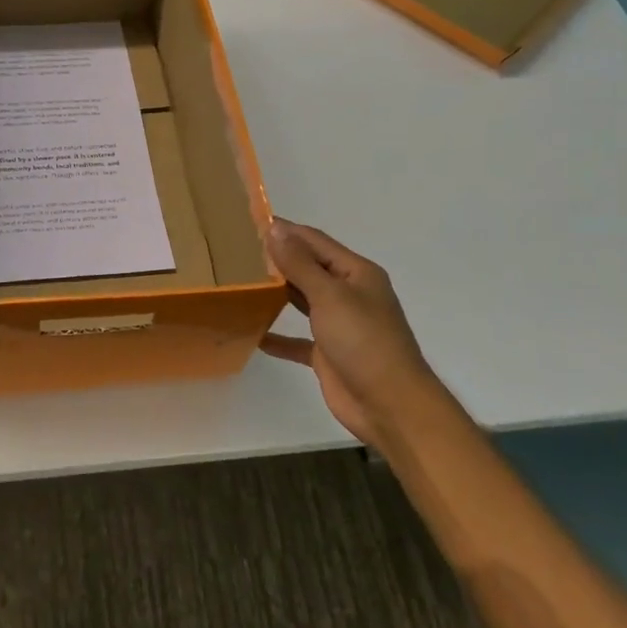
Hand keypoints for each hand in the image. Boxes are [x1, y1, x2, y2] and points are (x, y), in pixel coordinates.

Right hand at [261, 218, 439, 447]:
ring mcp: (338, 324)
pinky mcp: (327, 353)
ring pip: (302, 300)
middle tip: (236, 251)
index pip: (314, 241)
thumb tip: (275, 228)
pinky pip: (297, 340)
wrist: (390, 405)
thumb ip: (299, 263)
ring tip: (240, 283)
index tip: (249, 222)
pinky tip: (253, 334)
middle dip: (277, 260)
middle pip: (308, 268)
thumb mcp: (329, 295)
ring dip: (275, 293)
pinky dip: (278, 336)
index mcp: (356, 273)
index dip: (285, 230)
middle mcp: (348, 294)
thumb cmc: (363, 341)